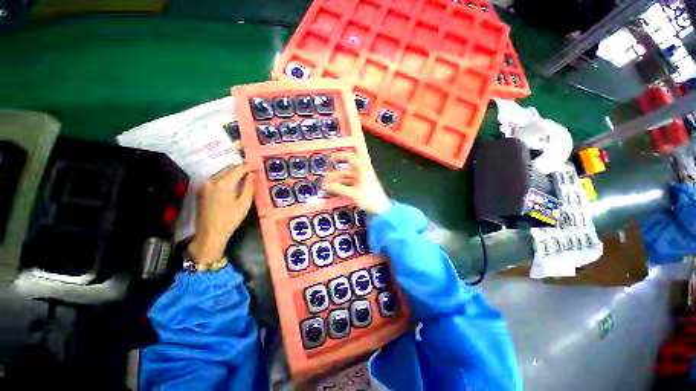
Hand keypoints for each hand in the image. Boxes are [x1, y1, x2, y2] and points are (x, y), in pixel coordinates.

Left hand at [188, 164, 254, 267]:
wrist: (209, 234)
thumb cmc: (230, 219)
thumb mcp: (244, 203)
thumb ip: (249, 186)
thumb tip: (252, 174)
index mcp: (223, 183)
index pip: (237, 169)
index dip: (248, 166)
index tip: (257, 165)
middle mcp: (211, 180)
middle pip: (228, 169)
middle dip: (240, 168)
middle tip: (252, 170)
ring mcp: (204, 185)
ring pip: (221, 173)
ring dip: (233, 173)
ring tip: (244, 175)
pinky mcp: (201, 190)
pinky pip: (216, 179)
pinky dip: (225, 178)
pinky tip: (232, 183)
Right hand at [322, 152, 389, 214]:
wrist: (381, 210)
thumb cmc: (370, 199)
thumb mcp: (353, 194)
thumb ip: (338, 189)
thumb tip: (325, 185)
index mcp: (362, 169)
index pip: (350, 158)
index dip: (340, 157)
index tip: (330, 160)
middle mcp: (361, 173)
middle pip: (345, 172)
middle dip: (334, 176)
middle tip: (324, 181)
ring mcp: (361, 181)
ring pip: (346, 179)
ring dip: (336, 183)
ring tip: (326, 187)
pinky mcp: (360, 187)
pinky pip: (348, 185)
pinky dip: (341, 187)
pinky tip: (334, 191)